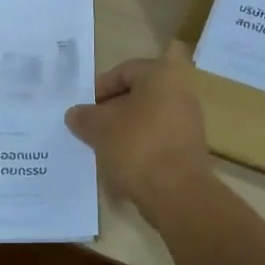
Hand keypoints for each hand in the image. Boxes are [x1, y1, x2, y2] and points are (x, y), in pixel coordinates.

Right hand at [65, 56, 212, 218]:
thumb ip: (84, 117)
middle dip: (110, 112)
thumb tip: (75, 114)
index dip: (99, 89)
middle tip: (90, 129)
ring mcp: (188, 121)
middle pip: (136, 96)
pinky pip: (157, 140)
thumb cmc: (137, 147)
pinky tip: (121, 165)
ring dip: (123, 132)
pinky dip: (138, 148)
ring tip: (102, 149)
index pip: (123, 72)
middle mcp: (181, 92)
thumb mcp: (100, 128)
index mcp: (162, 75)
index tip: (84, 110)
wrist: (177, 193)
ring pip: (146, 120)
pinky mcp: (189, 149)